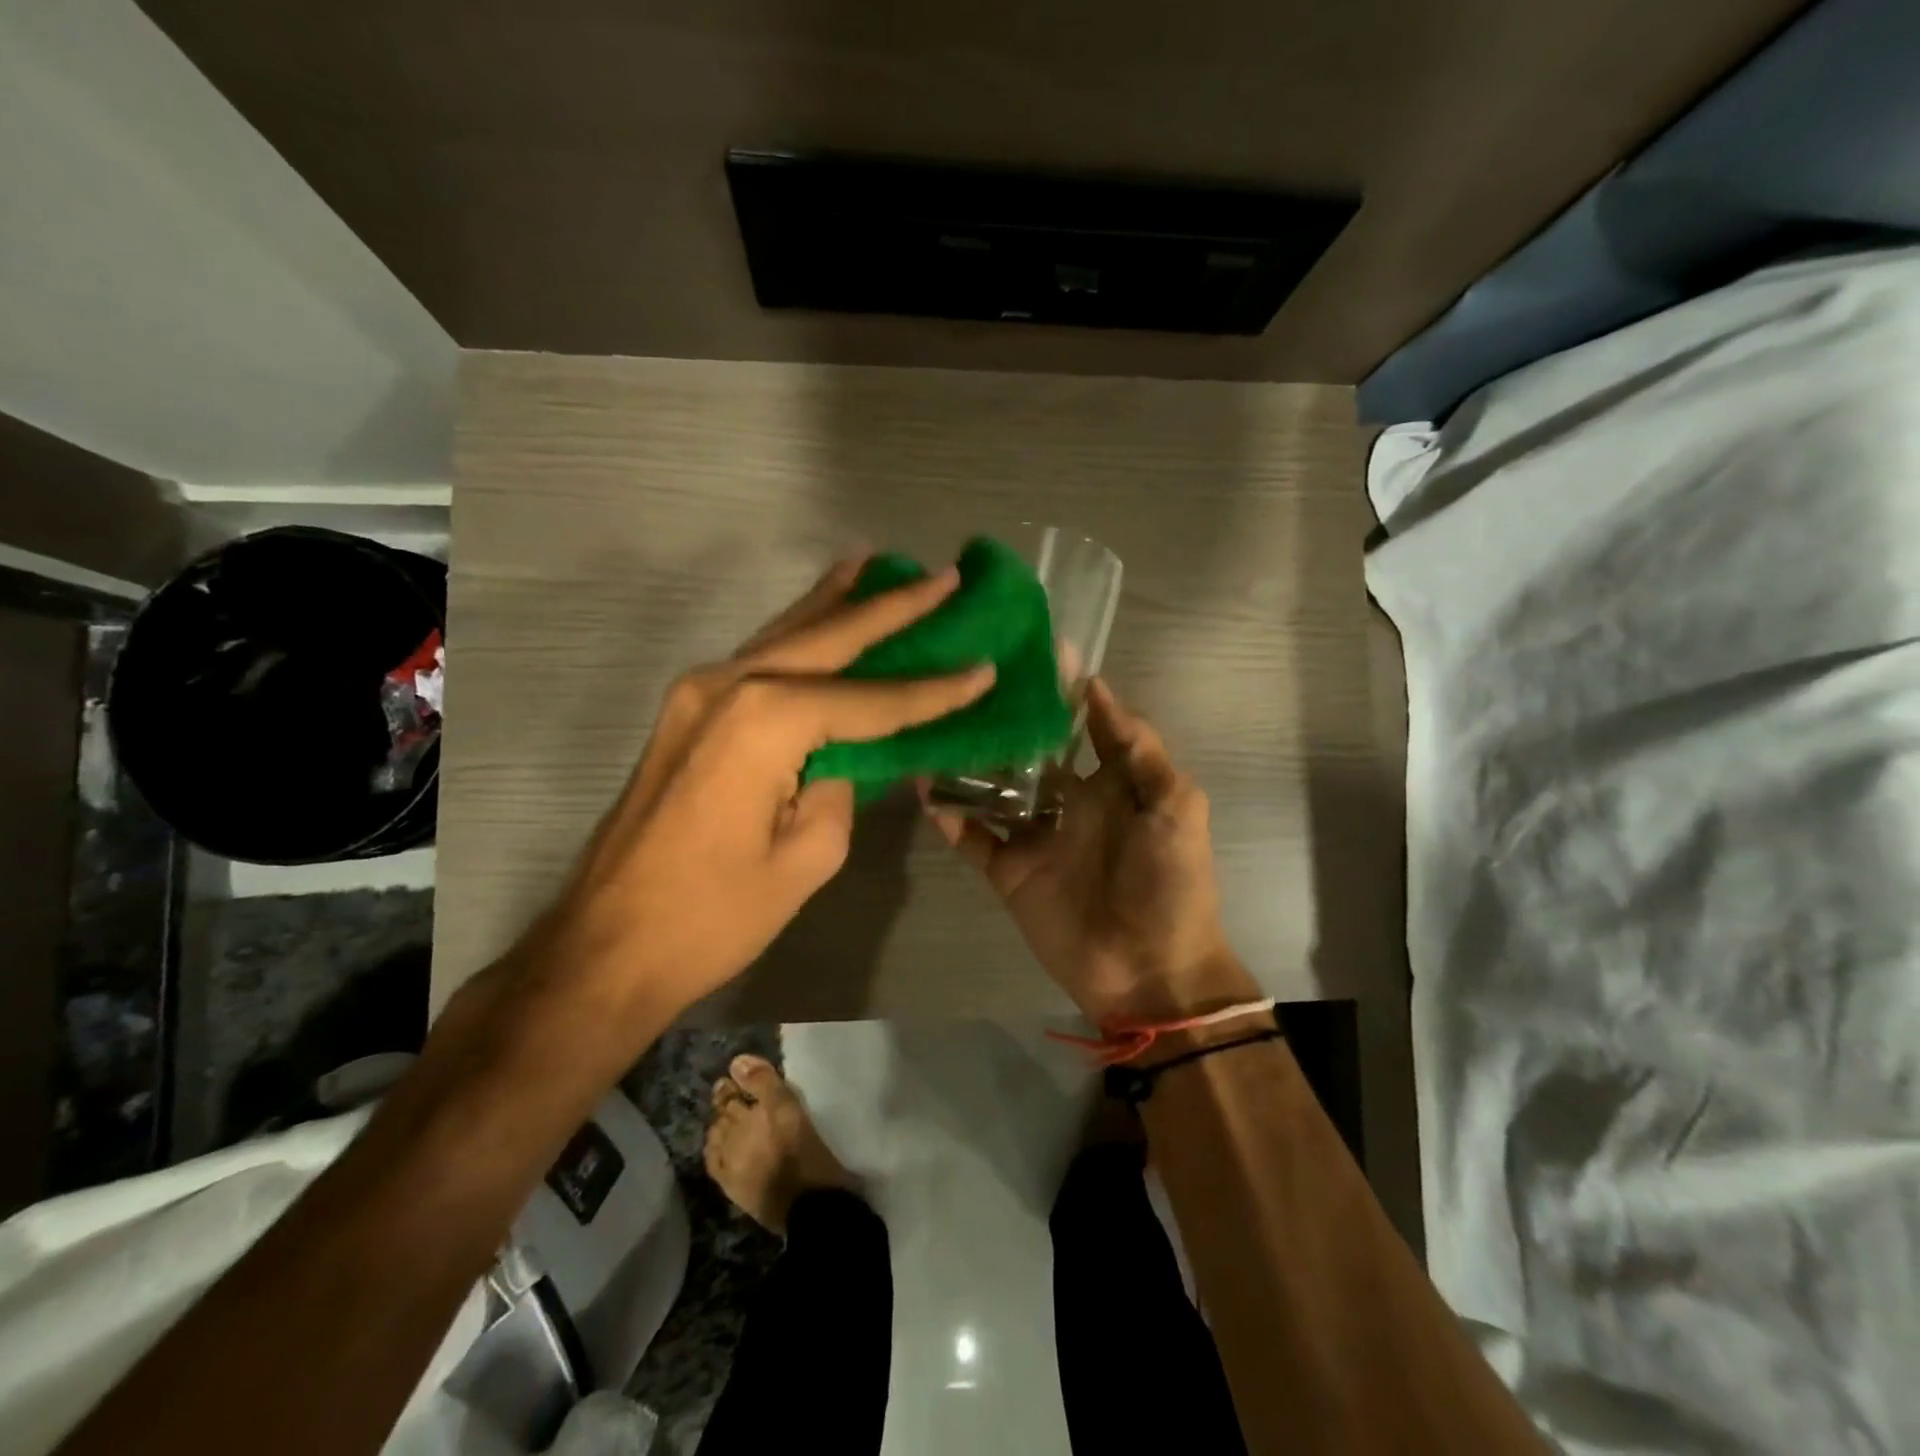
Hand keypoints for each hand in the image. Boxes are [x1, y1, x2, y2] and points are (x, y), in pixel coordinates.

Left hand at [510, 557, 993, 1030]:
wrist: (606, 945)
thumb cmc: (715, 915)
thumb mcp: (809, 856)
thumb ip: (843, 786)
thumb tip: (850, 754)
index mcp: (765, 720)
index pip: (871, 700)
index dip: (933, 691)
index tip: (984, 668)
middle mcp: (729, 684)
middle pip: (828, 638)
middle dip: (890, 608)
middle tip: (943, 577)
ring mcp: (698, 692)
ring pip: (786, 634)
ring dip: (836, 602)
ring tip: (877, 564)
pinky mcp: (687, 711)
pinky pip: (758, 657)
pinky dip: (797, 631)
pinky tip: (819, 611)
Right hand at [923, 678, 1253, 1025]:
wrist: (1149, 970)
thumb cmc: (1171, 882)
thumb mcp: (1175, 806)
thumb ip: (1139, 749)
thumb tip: (1096, 687)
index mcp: (1109, 783)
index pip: (1079, 726)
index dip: (1058, 693)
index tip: (1028, 652)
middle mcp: (1067, 802)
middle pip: (1027, 753)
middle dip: (1001, 722)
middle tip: (963, 684)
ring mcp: (1034, 836)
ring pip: (992, 789)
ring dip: (965, 764)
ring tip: (933, 727)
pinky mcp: (1008, 870)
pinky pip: (973, 838)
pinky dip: (950, 816)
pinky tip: (925, 790)